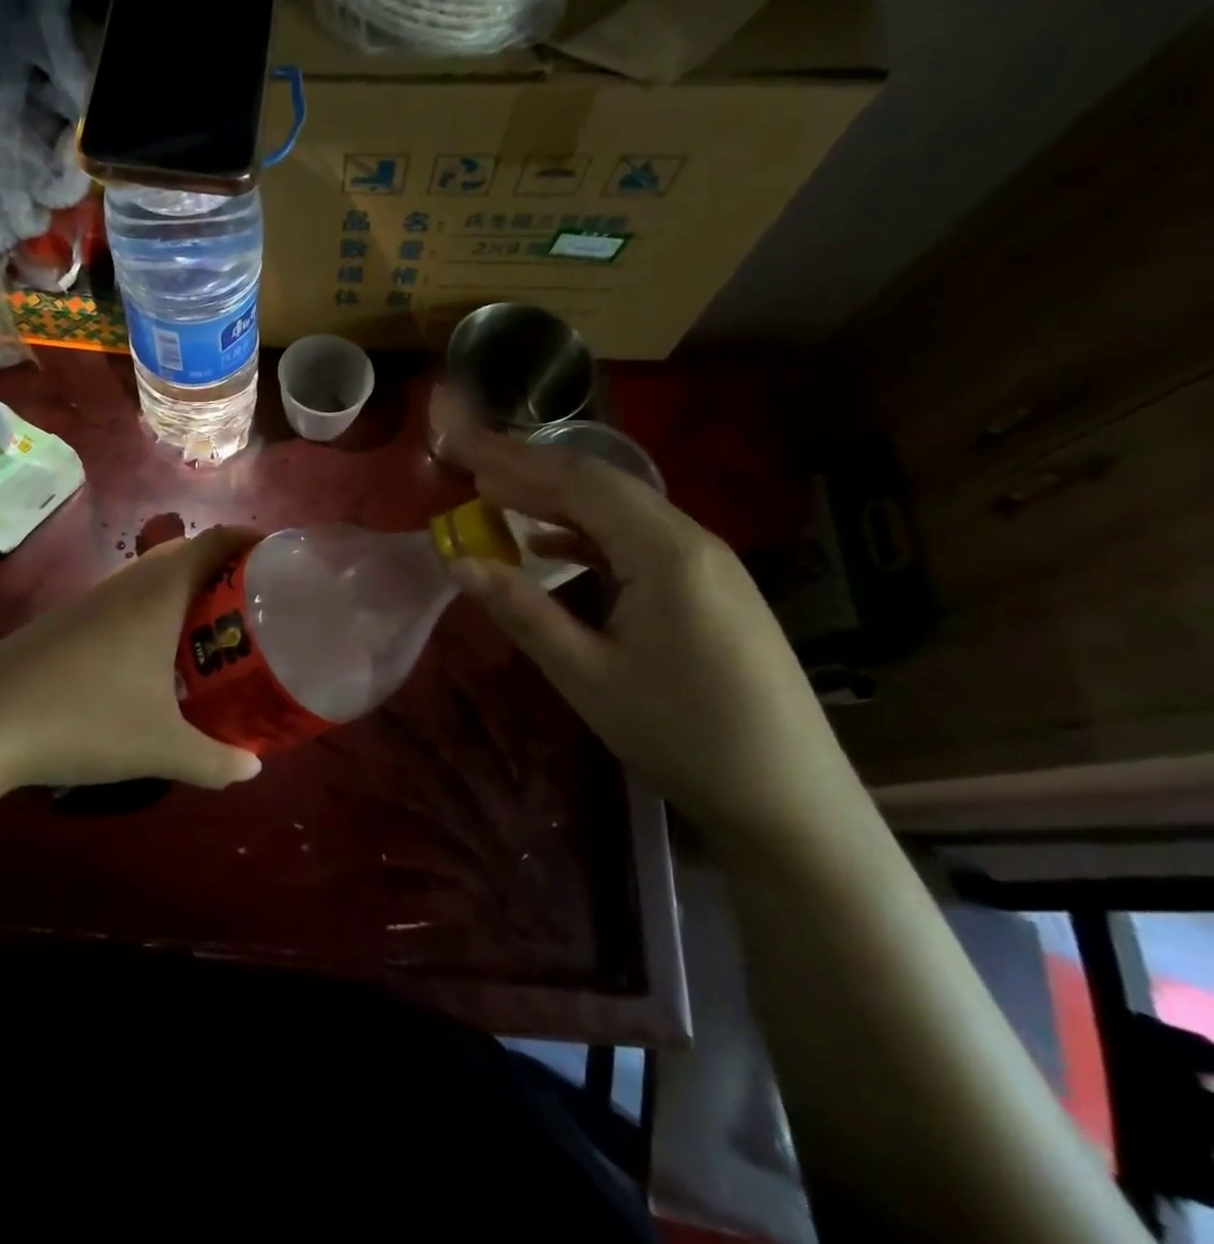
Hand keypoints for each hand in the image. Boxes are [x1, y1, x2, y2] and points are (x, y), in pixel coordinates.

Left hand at [0, 527, 263, 796]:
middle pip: (186, 552)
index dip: (253, 539)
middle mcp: (126, 583)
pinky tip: (154, 659)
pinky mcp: (65, 623)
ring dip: (186, 591)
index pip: (216, 540)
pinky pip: (125, 600)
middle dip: (225, 569)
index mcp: (158, 591)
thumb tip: (253, 769)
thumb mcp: (159, 747)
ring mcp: (89, 601)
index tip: (283, 559)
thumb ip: (215, 760)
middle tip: (257, 603)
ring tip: (214, 630)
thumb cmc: (81, 720)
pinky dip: (154, 612)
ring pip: (151, 577)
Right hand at [451, 434, 854, 849]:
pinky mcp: (710, 589)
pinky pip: (639, 541)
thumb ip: (522, 609)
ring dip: (557, 500)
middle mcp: (692, 540)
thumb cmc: (681, 736)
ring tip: (498, 495)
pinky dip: (588, 534)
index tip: (462, 446)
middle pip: (601, 486)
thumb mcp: (586, 675)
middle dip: (531, 469)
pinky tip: (554, 545)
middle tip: (469, 459)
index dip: (514, 458)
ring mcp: (708, 563)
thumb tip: (458, 561)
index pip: (578, 481)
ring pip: (621, 511)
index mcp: (665, 551)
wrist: (789, 800)